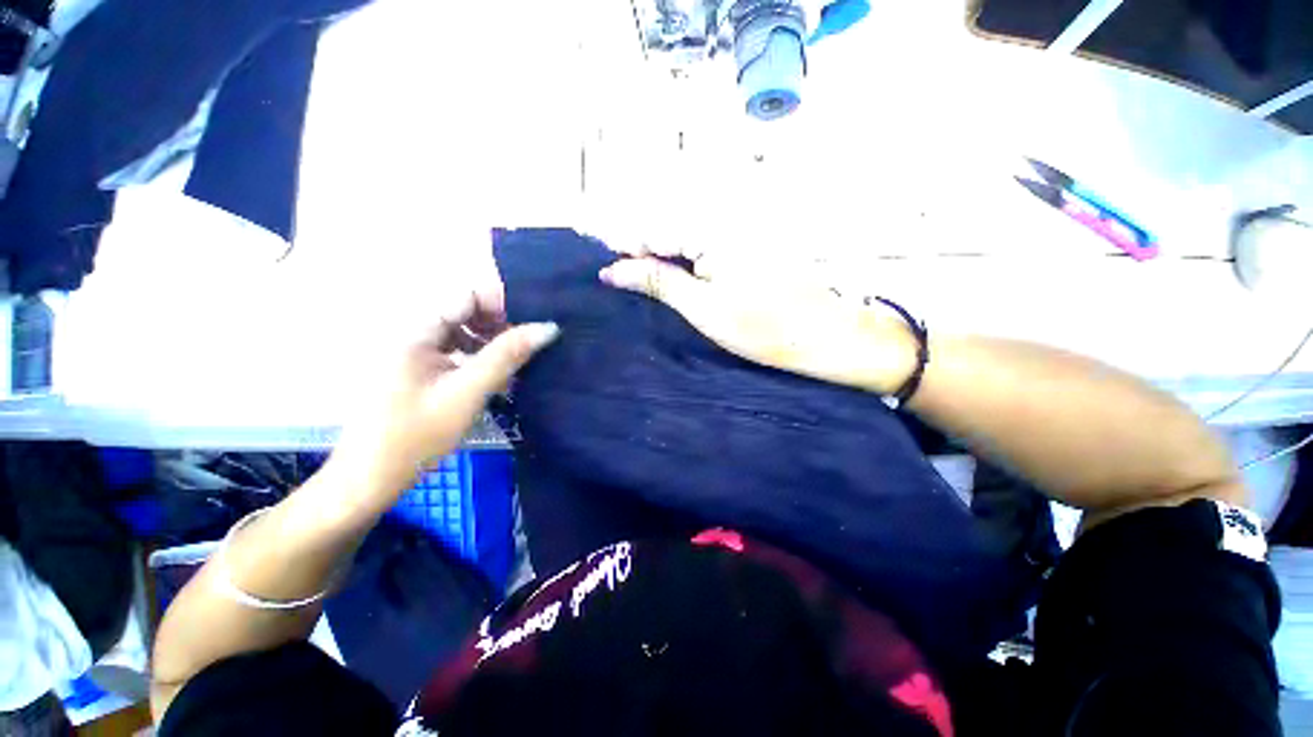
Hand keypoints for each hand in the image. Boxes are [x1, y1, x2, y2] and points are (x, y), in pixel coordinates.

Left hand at [330, 287, 557, 502]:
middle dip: (501, 325)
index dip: (502, 303)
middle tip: (528, 348)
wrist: (370, 478)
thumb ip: (507, 356)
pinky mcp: (420, 370)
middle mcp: (415, 333)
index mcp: (417, 330)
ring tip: (516, 365)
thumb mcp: (468, 392)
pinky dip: (479, 359)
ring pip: (464, 332)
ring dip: (492, 344)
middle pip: (466, 311)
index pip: (467, 294)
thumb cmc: (415, 435)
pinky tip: (496, 380)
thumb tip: (548, 327)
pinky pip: (457, 352)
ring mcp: (415, 352)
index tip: (531, 325)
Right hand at [598, 242, 917, 395]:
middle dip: (641, 251)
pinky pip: (704, 246)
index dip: (624, 246)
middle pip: (667, 229)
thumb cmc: (763, 328)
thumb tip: (613, 269)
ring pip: (684, 238)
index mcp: (713, 230)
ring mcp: (739, 231)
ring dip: (660, 257)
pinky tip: (672, 276)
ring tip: (638, 278)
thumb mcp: (703, 308)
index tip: (600, 265)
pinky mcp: (747, 245)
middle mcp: (724, 220)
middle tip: (617, 276)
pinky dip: (683, 261)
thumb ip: (657, 281)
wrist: (823, 336)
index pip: (653, 230)